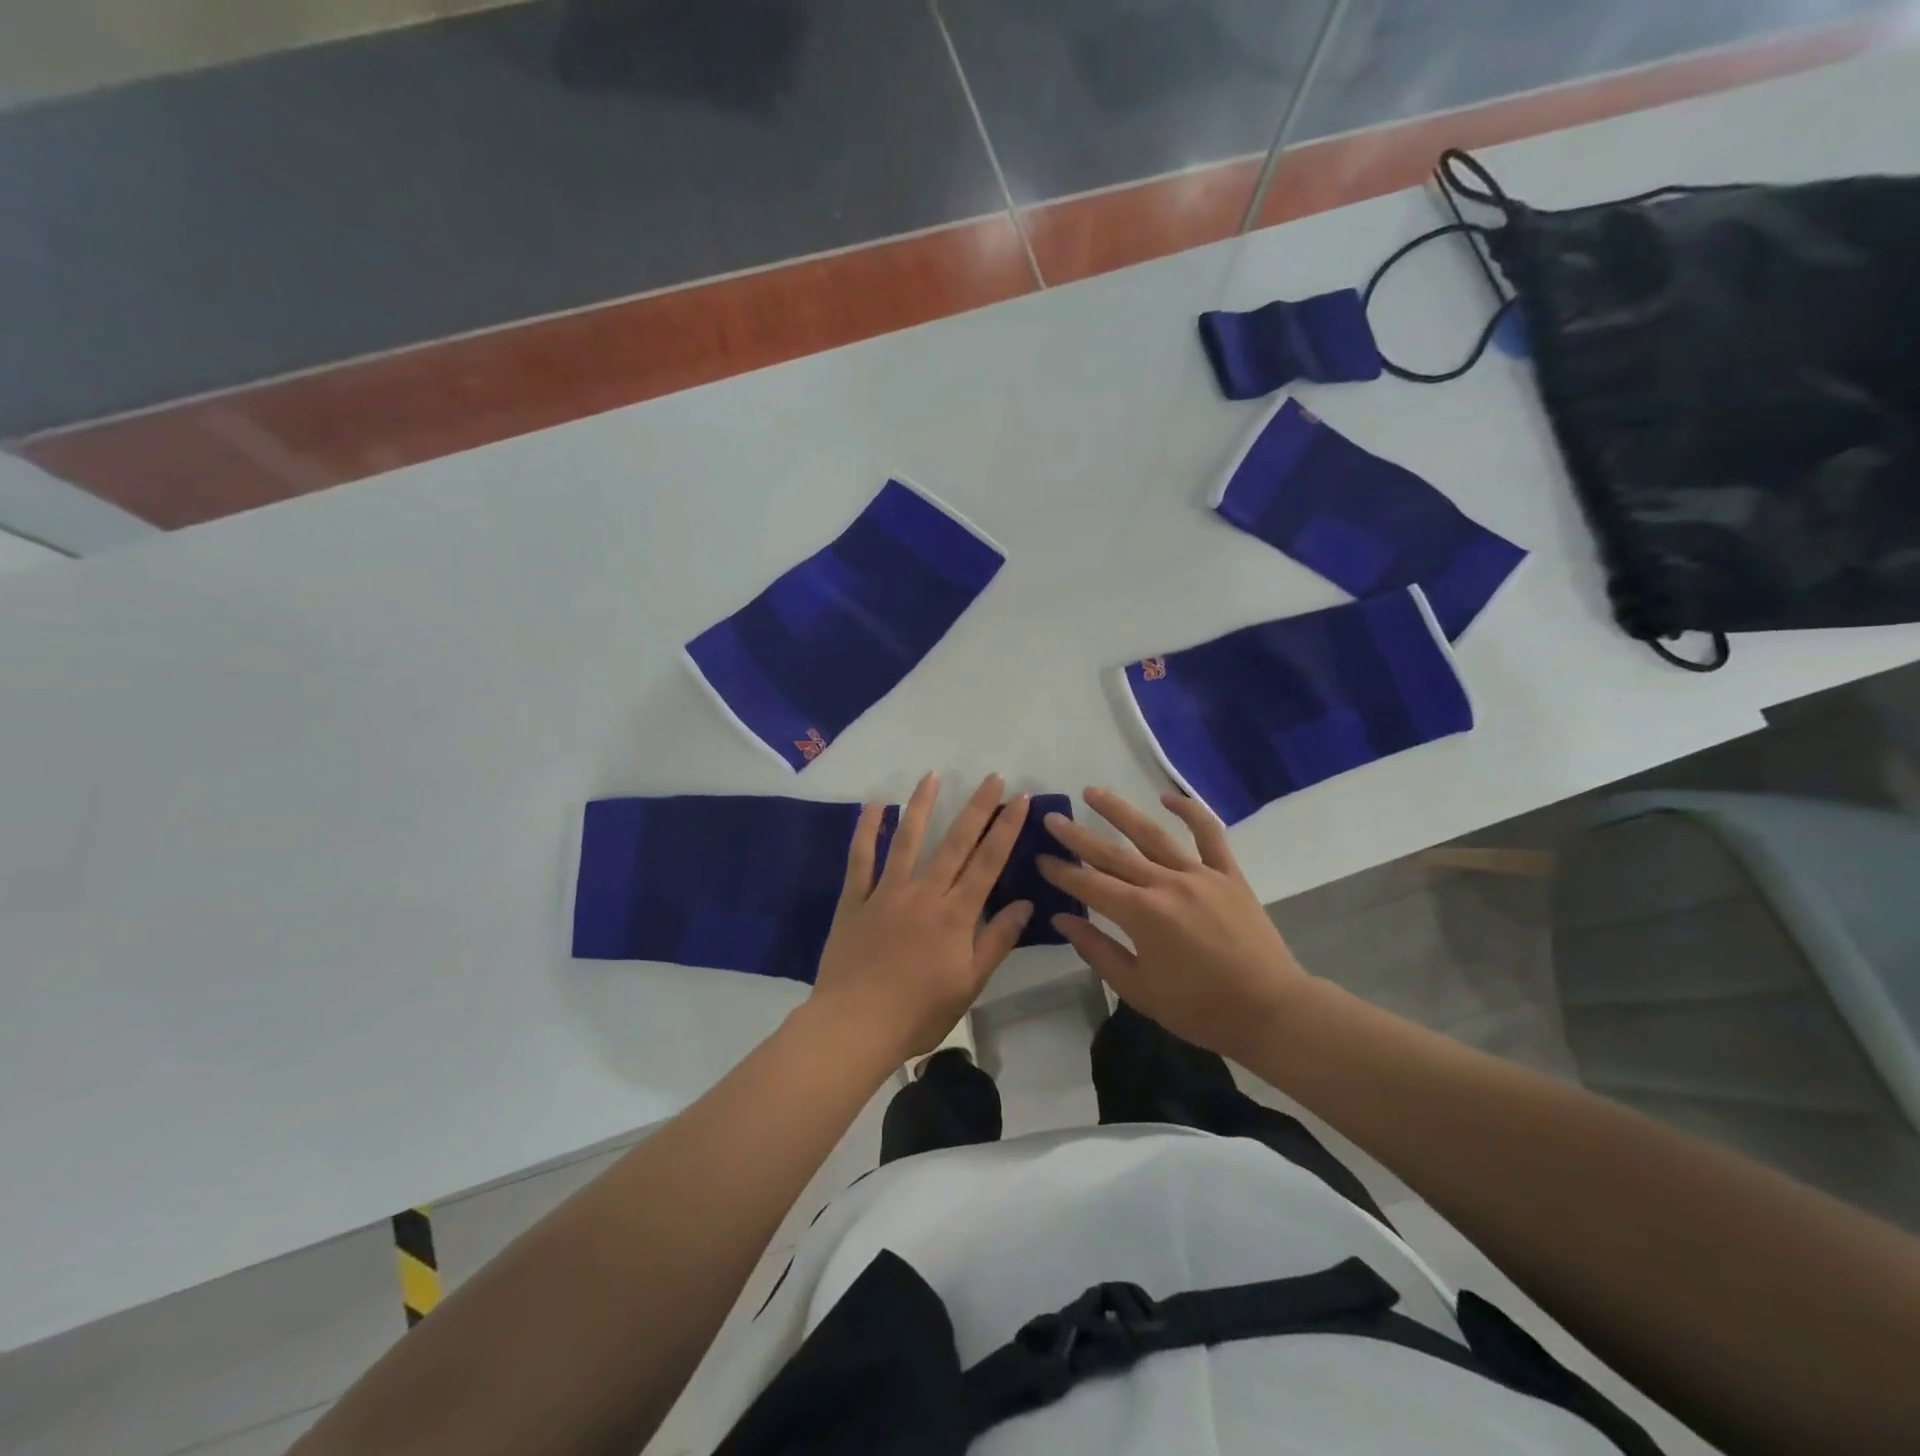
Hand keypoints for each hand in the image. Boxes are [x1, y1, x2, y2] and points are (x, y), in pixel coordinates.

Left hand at [809, 773, 1032, 1061]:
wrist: (855, 1026)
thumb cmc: (919, 1012)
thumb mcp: (969, 983)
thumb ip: (997, 940)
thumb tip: (1025, 903)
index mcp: (954, 915)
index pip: (988, 862)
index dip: (1006, 828)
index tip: (1020, 799)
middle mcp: (923, 893)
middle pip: (955, 842)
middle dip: (977, 808)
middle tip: (992, 776)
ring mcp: (885, 892)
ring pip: (906, 840)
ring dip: (921, 805)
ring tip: (932, 776)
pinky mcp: (854, 900)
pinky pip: (860, 858)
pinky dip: (866, 829)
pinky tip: (874, 804)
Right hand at [1037, 787, 1309, 1062]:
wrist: (1271, 1011)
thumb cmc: (1200, 1009)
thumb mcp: (1139, 989)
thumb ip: (1097, 950)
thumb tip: (1062, 919)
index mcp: (1142, 915)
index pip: (1090, 884)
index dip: (1061, 871)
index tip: (1040, 857)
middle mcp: (1166, 884)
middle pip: (1113, 853)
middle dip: (1078, 836)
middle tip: (1052, 818)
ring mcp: (1200, 874)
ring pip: (1152, 834)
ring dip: (1120, 811)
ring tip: (1093, 792)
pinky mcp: (1228, 874)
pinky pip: (1209, 835)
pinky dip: (1190, 811)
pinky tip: (1167, 797)